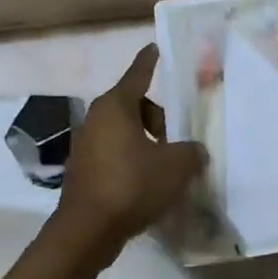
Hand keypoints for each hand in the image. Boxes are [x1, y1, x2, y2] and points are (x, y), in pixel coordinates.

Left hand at [53, 45, 206, 258]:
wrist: (88, 230)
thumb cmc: (132, 185)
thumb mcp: (176, 166)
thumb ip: (191, 152)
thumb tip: (193, 151)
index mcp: (116, 107)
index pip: (138, 74)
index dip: (150, 61)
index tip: (155, 48)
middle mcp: (96, 120)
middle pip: (135, 107)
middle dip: (159, 120)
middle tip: (177, 142)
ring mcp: (86, 146)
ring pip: (125, 133)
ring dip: (147, 144)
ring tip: (167, 167)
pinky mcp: (84, 171)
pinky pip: (116, 155)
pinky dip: (133, 162)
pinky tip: (148, 185)